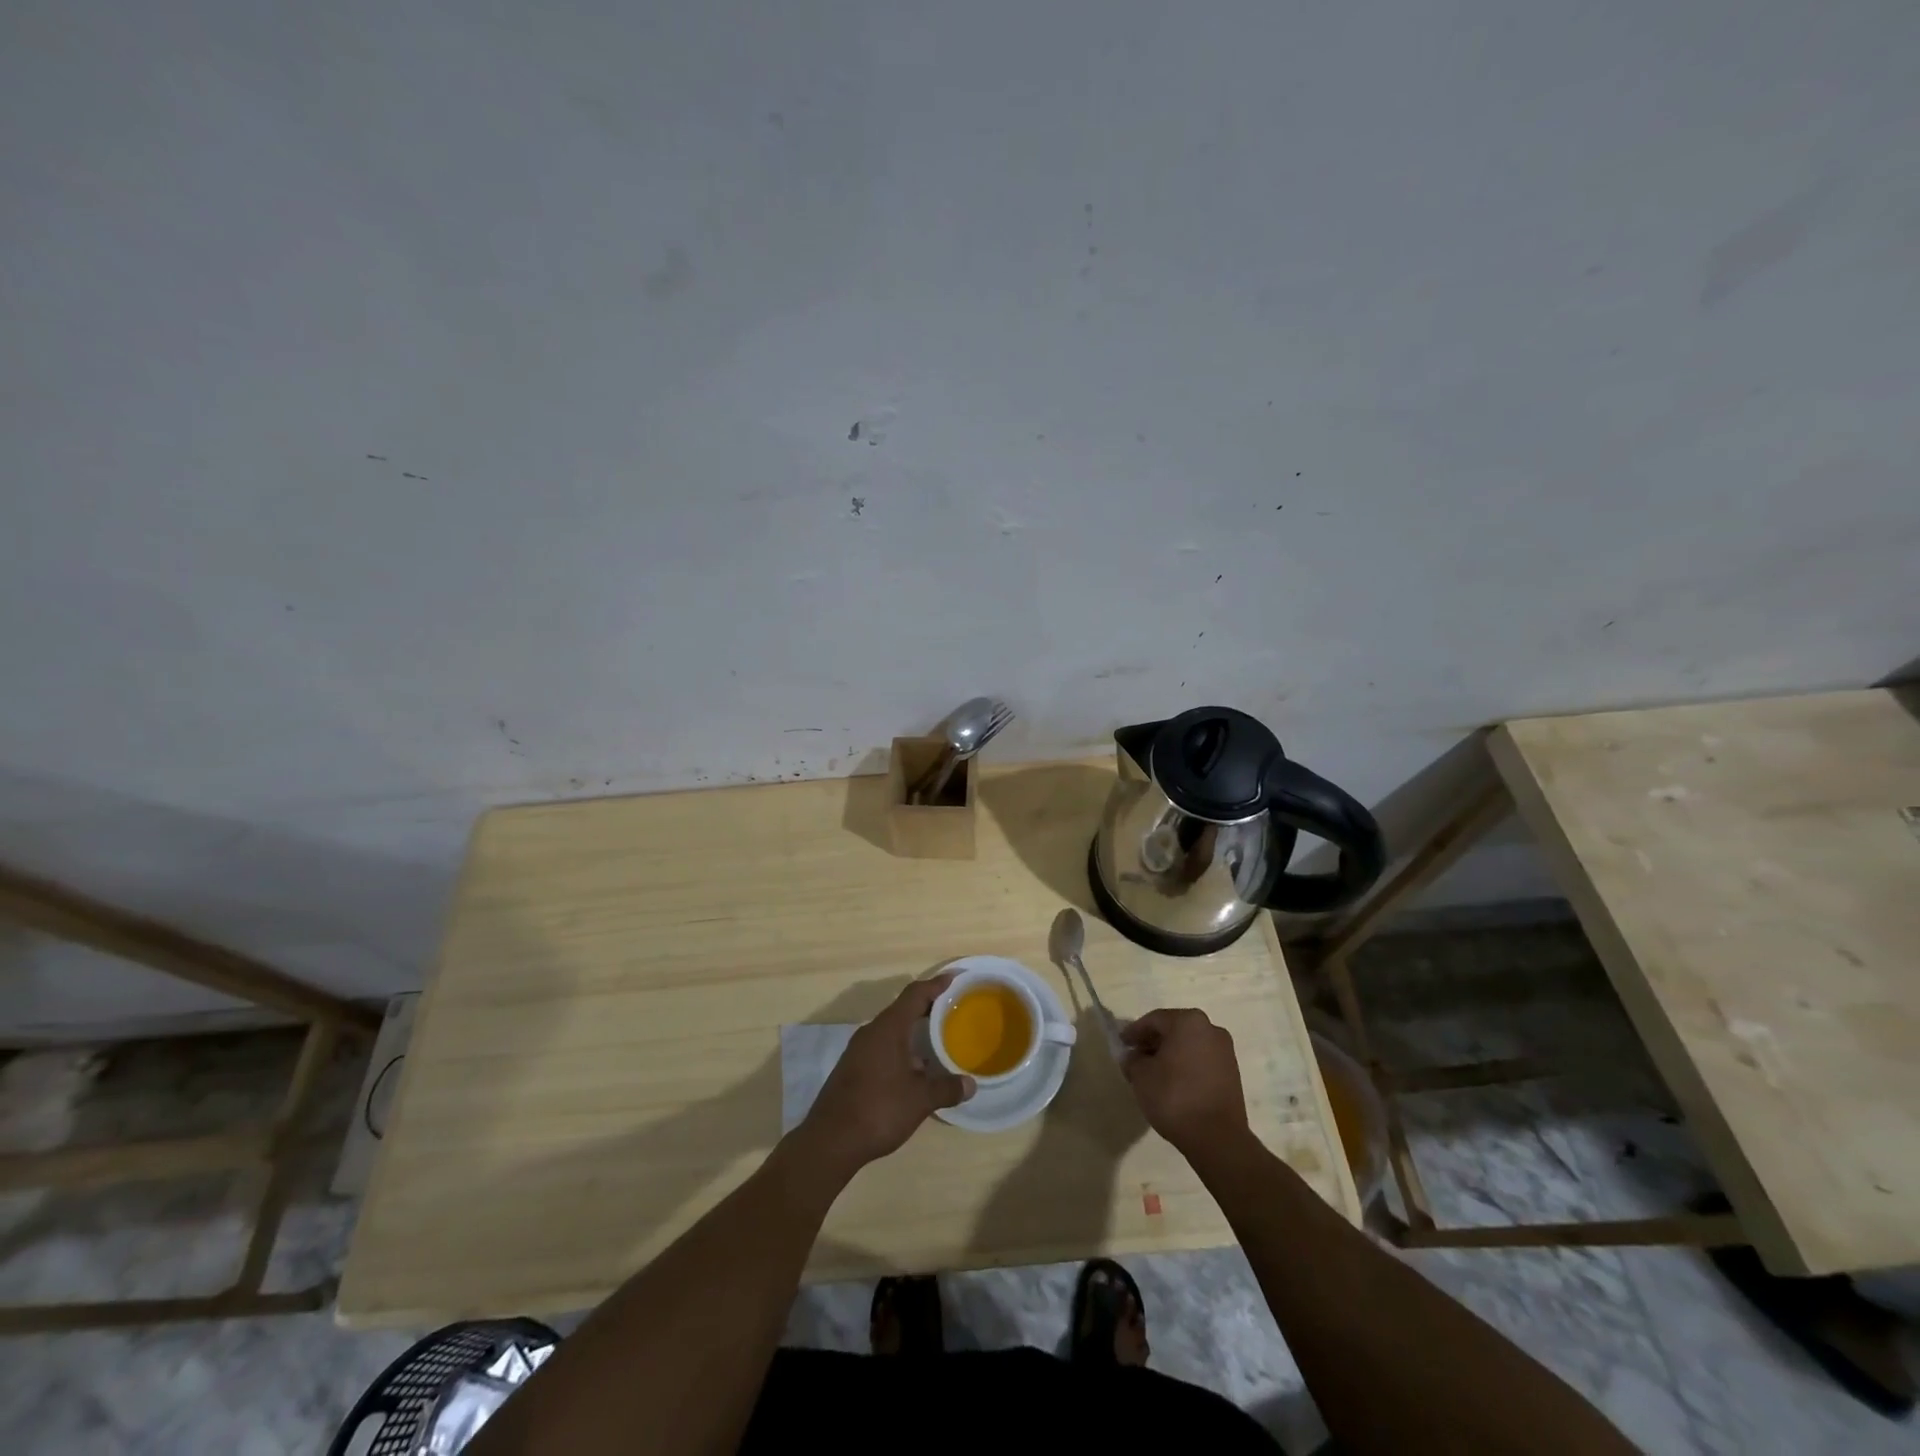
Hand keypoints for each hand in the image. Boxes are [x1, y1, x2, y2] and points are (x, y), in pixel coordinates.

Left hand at [795, 974, 973, 1176]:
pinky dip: (901, 1048)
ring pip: (891, 1029)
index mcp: (889, 1028)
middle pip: (902, 1009)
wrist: (830, 1140)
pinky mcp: (852, 1067)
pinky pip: (882, 1046)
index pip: (915, 994)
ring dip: (913, 1030)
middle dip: (927, 1006)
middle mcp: (872, 1032)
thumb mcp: (920, 1100)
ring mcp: (859, 1050)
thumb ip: (946, 1088)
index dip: (936, 984)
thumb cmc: (879, 1110)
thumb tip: (971, 1084)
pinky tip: (915, 1069)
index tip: (955, 978)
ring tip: (937, 1038)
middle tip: (952, 1008)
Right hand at [1120, 1008, 1251, 1158]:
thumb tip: (1134, 1056)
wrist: (1217, 1138)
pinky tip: (1174, 1083)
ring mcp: (1225, 1051)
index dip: (1134, 1032)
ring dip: (1170, 1054)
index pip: (1154, 1020)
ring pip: (1189, 1045)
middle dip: (1153, 1042)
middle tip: (1135, 1057)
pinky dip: (1186, 1066)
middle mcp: (1210, 1029)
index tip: (1122, 1044)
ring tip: (1153, 1073)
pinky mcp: (1233, 1073)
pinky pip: (1202, 1060)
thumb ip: (1132, 1059)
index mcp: (1188, 1021)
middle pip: (1174, 1029)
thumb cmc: (1174, 1097)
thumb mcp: (1141, 1076)